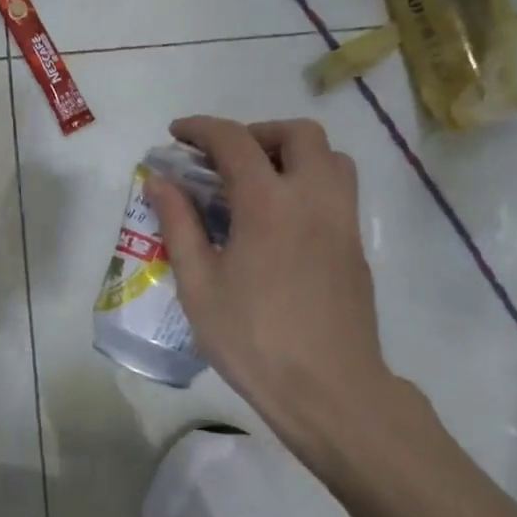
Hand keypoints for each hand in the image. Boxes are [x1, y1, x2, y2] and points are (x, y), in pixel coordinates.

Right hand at [146, 117, 402, 458]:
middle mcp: (313, 197)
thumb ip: (179, 224)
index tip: (177, 134)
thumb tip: (159, 181)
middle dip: (256, 132)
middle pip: (297, 133)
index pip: (234, 141)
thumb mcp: (199, 285)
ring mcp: (343, 220)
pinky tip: (283, 221)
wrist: (327, 388)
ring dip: (293, 153)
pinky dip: (310, 181)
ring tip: (260, 182)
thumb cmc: (252, 339)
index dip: (201, 129)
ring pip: (330, 157)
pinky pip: (339, 190)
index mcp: (268, 203)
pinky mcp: (356, 245)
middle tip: (226, 159)